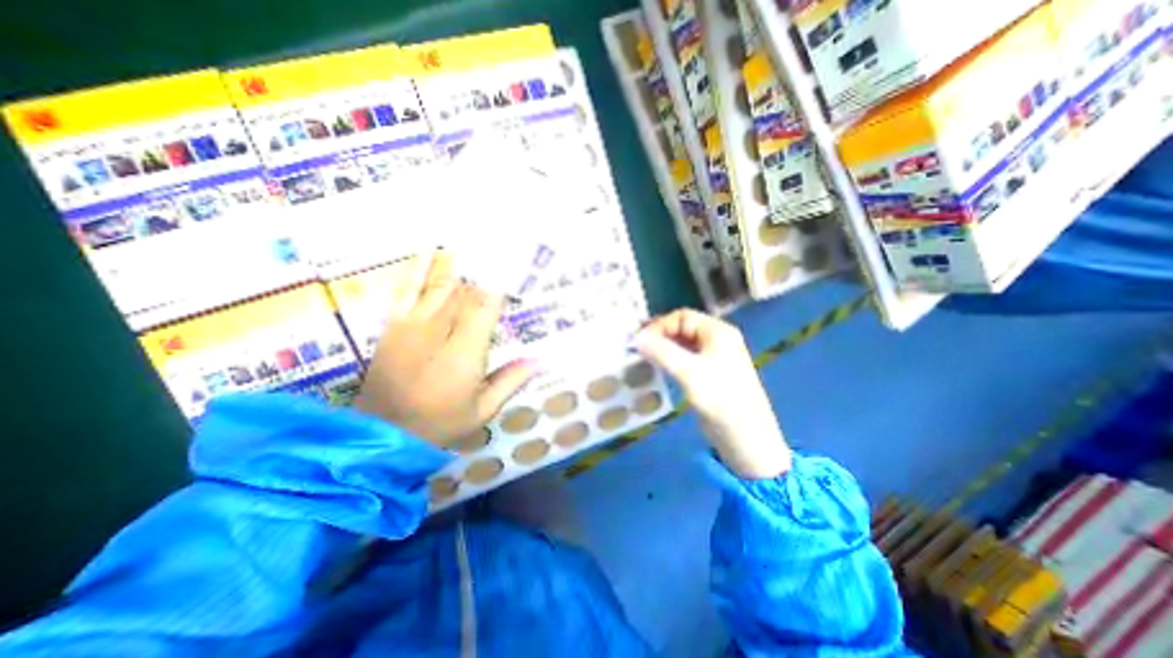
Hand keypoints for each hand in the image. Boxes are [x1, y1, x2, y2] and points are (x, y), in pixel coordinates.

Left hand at [355, 251, 536, 447]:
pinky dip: (418, 269)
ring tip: (473, 242)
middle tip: (501, 251)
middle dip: (485, 274)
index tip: (515, 269)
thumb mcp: (482, 410)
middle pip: (466, 293)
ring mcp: (414, 325)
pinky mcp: (394, 325)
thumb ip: (511, 381)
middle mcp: (440, 331)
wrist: (382, 434)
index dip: (501, 287)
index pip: (486, 309)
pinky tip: (428, 251)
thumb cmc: (439, 423)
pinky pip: (407, 290)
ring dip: (459, 265)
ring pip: (441, 286)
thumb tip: (540, 360)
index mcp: (465, 353)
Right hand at [639, 312, 791, 479]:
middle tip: (638, 347)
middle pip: (682, 328)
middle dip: (660, 335)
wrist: (745, 437)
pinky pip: (685, 359)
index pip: (682, 317)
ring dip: (663, 348)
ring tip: (643, 356)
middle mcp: (716, 340)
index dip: (660, 325)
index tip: (640, 341)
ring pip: (682, 344)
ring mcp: (713, 357)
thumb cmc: (720, 398)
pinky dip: (670, 360)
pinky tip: (657, 367)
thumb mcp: (689, 372)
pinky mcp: (708, 374)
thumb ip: (662, 352)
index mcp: (717, 331)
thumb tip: (637, 338)